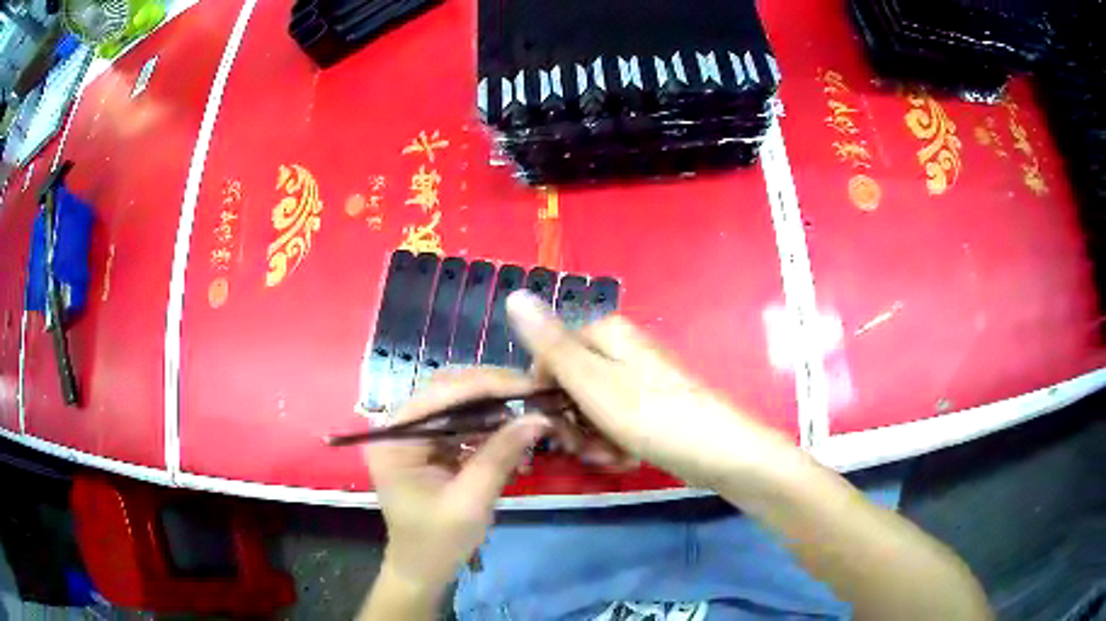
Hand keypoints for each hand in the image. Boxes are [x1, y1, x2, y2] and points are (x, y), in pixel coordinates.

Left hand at [364, 369, 549, 590]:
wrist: (422, 571)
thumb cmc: (438, 543)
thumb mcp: (470, 502)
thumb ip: (500, 456)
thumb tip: (538, 417)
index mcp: (394, 438)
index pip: (440, 394)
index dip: (487, 385)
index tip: (530, 385)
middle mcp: (399, 428)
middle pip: (447, 391)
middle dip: (492, 390)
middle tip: (535, 392)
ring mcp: (414, 436)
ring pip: (457, 403)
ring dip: (493, 406)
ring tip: (528, 410)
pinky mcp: (430, 448)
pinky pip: (461, 423)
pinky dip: (489, 425)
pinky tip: (513, 431)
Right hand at [507, 291, 797, 491]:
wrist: (720, 452)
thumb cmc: (652, 416)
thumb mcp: (592, 382)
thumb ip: (550, 344)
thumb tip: (514, 294)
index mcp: (606, 333)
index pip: (548, 358)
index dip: (546, 395)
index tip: (554, 425)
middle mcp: (622, 350)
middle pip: (570, 387)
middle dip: (573, 424)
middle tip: (588, 446)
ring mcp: (638, 379)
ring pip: (591, 411)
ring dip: (594, 439)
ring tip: (615, 455)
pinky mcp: (650, 406)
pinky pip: (616, 423)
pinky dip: (616, 444)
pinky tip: (630, 458)